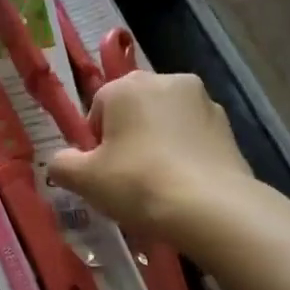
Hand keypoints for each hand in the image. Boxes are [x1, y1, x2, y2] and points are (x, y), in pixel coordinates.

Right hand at [47, 73, 256, 238]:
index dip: (94, 141)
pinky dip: (184, 154)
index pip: (97, 107)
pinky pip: (192, 137)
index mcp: (127, 86)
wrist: (211, 208)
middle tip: (124, 176)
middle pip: (134, 109)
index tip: (99, 170)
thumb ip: (61, 164)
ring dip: (156, 143)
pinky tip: (181, 185)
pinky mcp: (228, 126)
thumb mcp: (83, 179)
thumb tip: (62, 161)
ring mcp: (203, 101)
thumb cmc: (137, 183)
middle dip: (127, 136)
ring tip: (156, 183)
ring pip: (165, 122)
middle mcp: (166, 81)